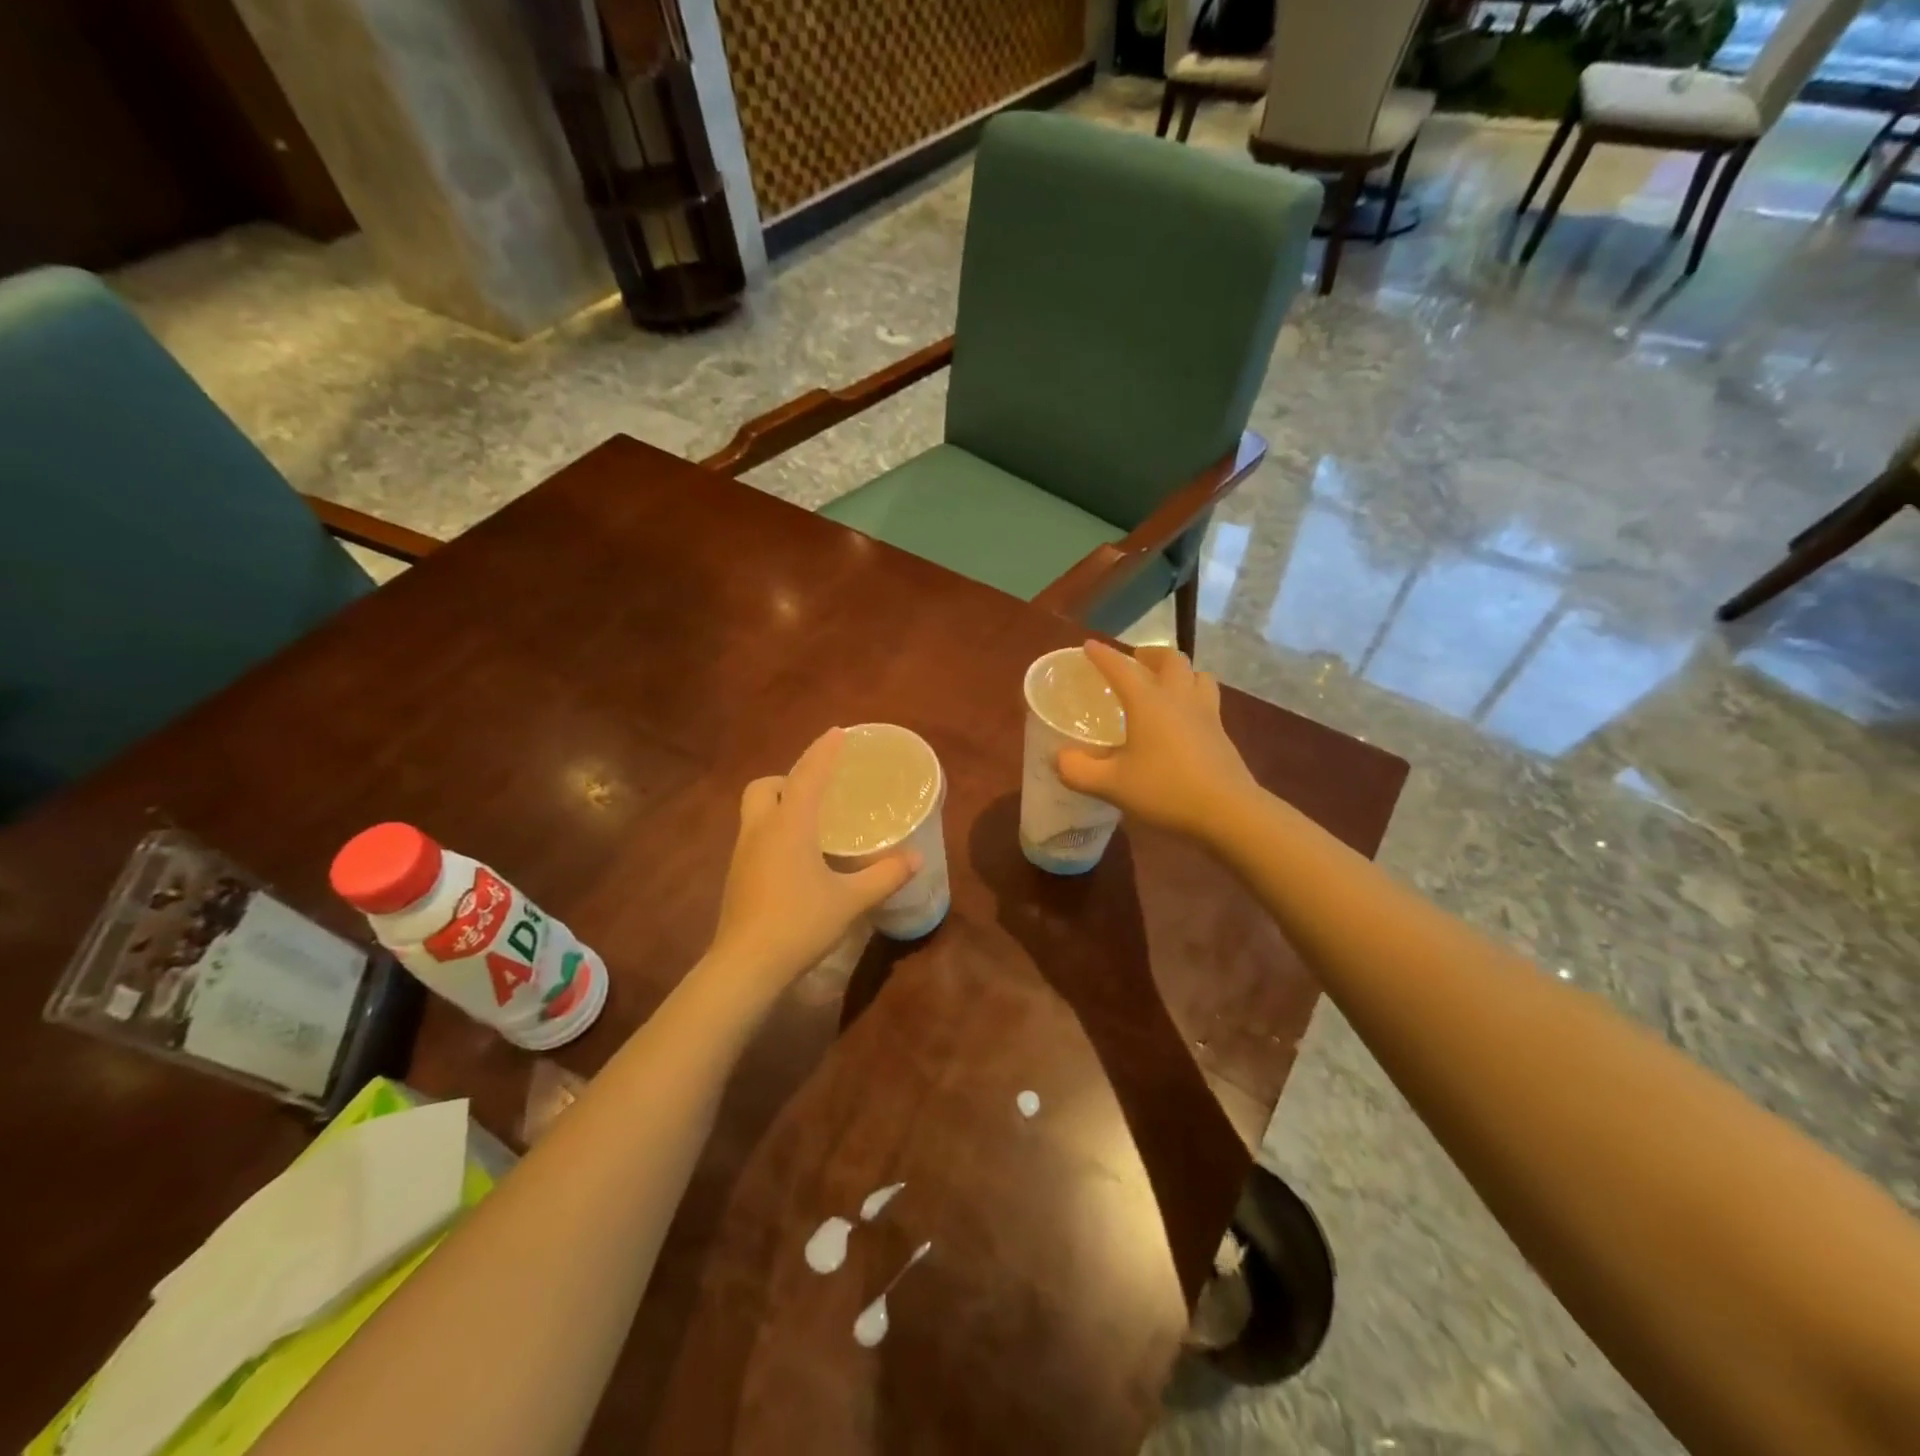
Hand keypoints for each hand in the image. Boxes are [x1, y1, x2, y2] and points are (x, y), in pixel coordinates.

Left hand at [706, 728, 919, 993]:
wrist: (745, 966)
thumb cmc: (799, 923)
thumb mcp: (850, 900)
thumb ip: (885, 876)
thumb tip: (916, 858)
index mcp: (789, 825)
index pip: (807, 775)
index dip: (823, 752)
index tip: (837, 733)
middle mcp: (761, 830)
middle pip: (765, 787)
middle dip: (788, 779)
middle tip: (818, 792)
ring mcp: (743, 854)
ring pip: (756, 812)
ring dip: (779, 805)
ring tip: (812, 822)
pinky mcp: (737, 877)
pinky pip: (756, 837)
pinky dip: (774, 832)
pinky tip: (797, 858)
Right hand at [1056, 641, 1259, 846]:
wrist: (1228, 811)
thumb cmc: (1165, 790)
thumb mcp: (1111, 785)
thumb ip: (1078, 770)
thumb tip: (1059, 758)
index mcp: (1148, 701)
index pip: (1121, 668)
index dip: (1102, 655)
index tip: (1089, 646)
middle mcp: (1178, 697)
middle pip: (1170, 659)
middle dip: (1149, 654)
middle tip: (1135, 662)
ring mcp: (1206, 713)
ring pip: (1197, 675)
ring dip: (1179, 672)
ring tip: (1165, 684)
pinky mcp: (1222, 733)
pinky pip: (1207, 700)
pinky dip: (1193, 696)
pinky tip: (1183, 719)